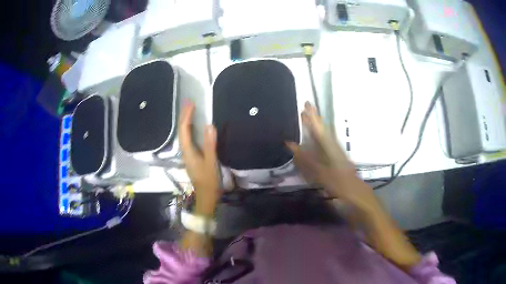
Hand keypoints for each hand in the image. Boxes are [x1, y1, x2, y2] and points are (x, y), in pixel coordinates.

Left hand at [179, 101, 220, 215]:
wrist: (206, 197)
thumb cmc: (209, 182)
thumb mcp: (211, 163)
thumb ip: (210, 145)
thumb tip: (210, 126)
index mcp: (188, 152)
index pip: (184, 130)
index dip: (186, 116)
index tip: (191, 104)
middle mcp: (185, 152)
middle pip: (182, 132)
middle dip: (184, 117)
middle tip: (189, 103)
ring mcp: (188, 156)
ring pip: (184, 136)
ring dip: (186, 123)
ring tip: (191, 112)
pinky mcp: (192, 158)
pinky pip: (189, 140)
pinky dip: (190, 131)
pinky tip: (195, 129)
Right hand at [286, 102, 359, 200]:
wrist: (354, 190)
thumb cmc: (337, 181)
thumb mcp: (318, 171)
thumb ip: (304, 157)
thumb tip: (290, 143)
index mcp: (329, 145)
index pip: (318, 127)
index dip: (311, 116)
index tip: (306, 104)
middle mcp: (332, 144)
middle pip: (321, 128)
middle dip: (313, 118)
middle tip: (305, 108)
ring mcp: (335, 149)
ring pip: (324, 133)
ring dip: (316, 126)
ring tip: (308, 118)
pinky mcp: (336, 155)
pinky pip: (325, 140)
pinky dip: (319, 135)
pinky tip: (316, 136)